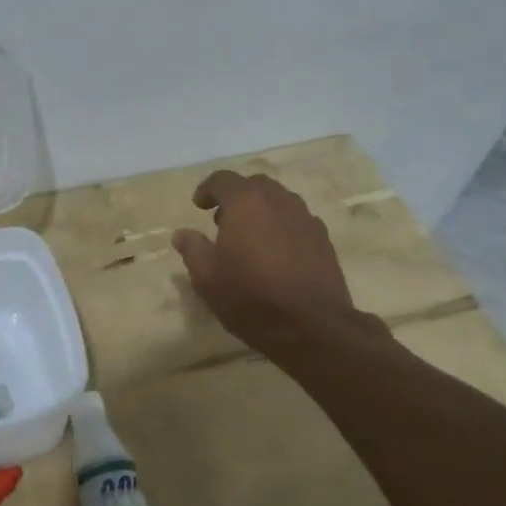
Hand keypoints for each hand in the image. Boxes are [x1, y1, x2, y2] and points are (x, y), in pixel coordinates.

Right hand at [172, 171, 358, 356]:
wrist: (312, 325)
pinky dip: (281, 227)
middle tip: (222, 221)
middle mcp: (279, 200)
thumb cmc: (251, 297)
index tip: (198, 206)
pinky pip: (296, 221)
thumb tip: (182, 233)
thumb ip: (192, 249)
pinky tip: (275, 254)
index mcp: (246, 202)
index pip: (222, 179)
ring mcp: (305, 218)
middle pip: (254, 185)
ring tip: (249, 238)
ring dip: (260, 211)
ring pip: (279, 201)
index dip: (207, 189)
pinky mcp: (323, 239)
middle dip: (236, 197)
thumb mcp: (207, 278)